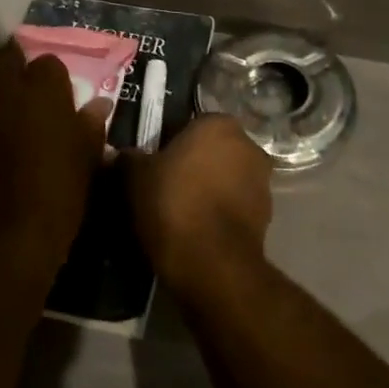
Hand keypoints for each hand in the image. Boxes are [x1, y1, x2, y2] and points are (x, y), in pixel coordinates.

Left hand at [0, 42, 109, 284]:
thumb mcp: (84, 163)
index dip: (52, 86)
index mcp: (43, 83)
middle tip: (24, 106)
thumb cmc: (52, 201)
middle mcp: (0, 78)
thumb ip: (89, 125)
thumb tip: (99, 104)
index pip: (49, 64)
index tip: (55, 107)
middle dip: (14, 74)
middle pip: (6, 58)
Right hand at [125, 114, 273, 304]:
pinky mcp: (267, 216)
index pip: (191, 124)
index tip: (154, 164)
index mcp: (219, 124)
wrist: (212, 264)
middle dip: (194, 165)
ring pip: (227, 178)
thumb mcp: (135, 177)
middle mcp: (248, 145)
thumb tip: (121, 154)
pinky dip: (220, 213)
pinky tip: (197, 231)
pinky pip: (235, 206)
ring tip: (180, 213)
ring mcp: (262, 181)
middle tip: (165, 187)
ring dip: (210, 189)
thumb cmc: (173, 204)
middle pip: (213, 150)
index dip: (171, 144)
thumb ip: (128, 159)